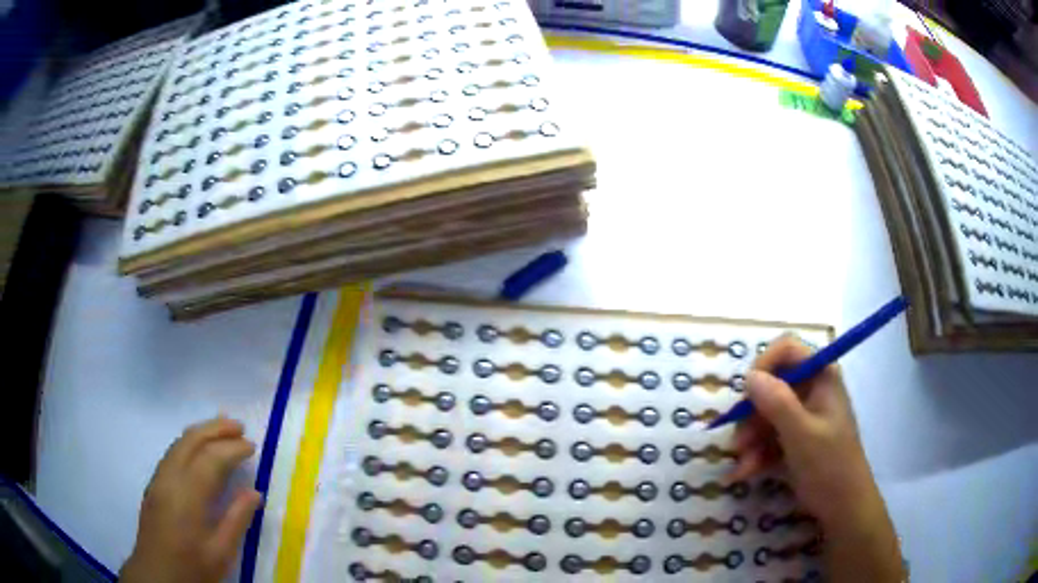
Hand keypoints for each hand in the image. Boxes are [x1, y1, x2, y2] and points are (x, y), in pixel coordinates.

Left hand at [121, 418, 262, 582]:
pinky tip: (200, 452)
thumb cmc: (192, 567)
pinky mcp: (154, 485)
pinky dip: (189, 444)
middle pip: (191, 441)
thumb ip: (237, 520)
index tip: (252, 446)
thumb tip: (255, 492)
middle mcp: (169, 478)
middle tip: (239, 426)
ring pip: (179, 444)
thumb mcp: (221, 552)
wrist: (157, 575)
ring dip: (201, 433)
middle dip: (215, 429)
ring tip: (223, 430)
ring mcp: (158, 479)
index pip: (211, 459)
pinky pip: (172, 453)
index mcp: (187, 495)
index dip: (232, 449)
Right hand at [728, 334, 873, 525]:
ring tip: (741, 465)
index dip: (763, 365)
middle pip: (771, 385)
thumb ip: (776, 403)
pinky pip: (769, 435)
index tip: (746, 394)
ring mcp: (804, 414)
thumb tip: (748, 376)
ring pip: (766, 413)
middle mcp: (812, 389)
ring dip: (750, 439)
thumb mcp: (801, 435)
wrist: (842, 507)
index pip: (787, 349)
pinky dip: (756, 452)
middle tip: (739, 441)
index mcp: (821, 377)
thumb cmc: (829, 466)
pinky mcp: (797, 437)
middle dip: (752, 414)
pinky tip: (746, 472)